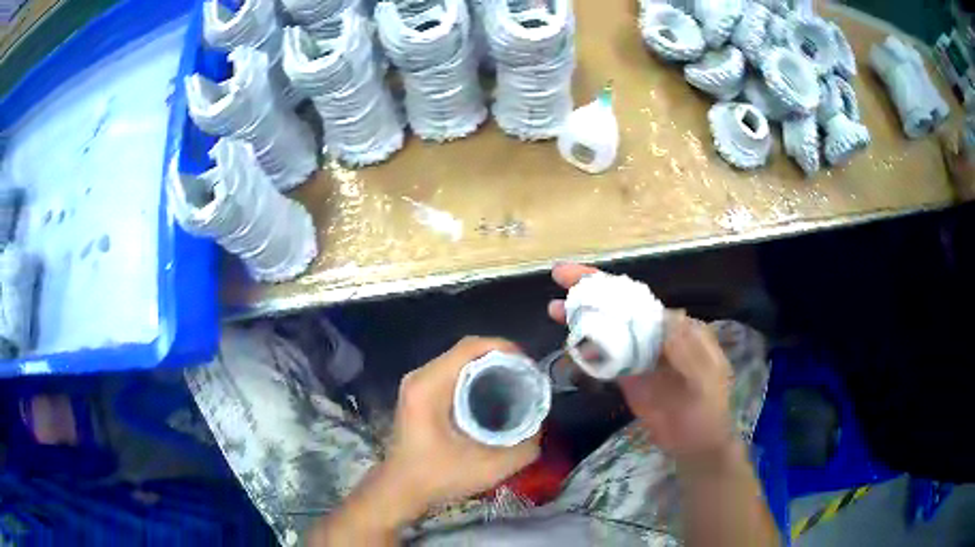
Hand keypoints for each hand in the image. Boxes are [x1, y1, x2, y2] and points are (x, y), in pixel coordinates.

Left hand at [384, 336, 541, 513]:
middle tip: (526, 377)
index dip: (504, 349)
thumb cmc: (439, 476)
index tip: (528, 367)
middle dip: (500, 358)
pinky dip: (475, 377)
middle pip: (465, 351)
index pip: (469, 347)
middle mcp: (420, 377)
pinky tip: (492, 395)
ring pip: (458, 361)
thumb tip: (539, 425)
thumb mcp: (489, 467)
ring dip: (488, 367)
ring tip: (515, 383)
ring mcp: (417, 384)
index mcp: (429, 386)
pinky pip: (451, 372)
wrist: (401, 489)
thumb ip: (523, 447)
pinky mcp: (418, 393)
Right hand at [548, 263, 733, 457]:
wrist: (696, 443)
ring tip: (553, 308)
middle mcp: (655, 336)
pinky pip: (605, 359)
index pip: (640, 299)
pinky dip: (587, 349)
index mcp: (676, 328)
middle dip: (591, 292)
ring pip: (608, 330)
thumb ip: (688, 349)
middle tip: (558, 276)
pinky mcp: (628, 378)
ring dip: (583, 318)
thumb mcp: (707, 377)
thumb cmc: (708, 409)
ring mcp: (639, 357)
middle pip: (619, 308)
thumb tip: (665, 315)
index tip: (583, 276)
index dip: (611, 285)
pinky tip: (568, 342)